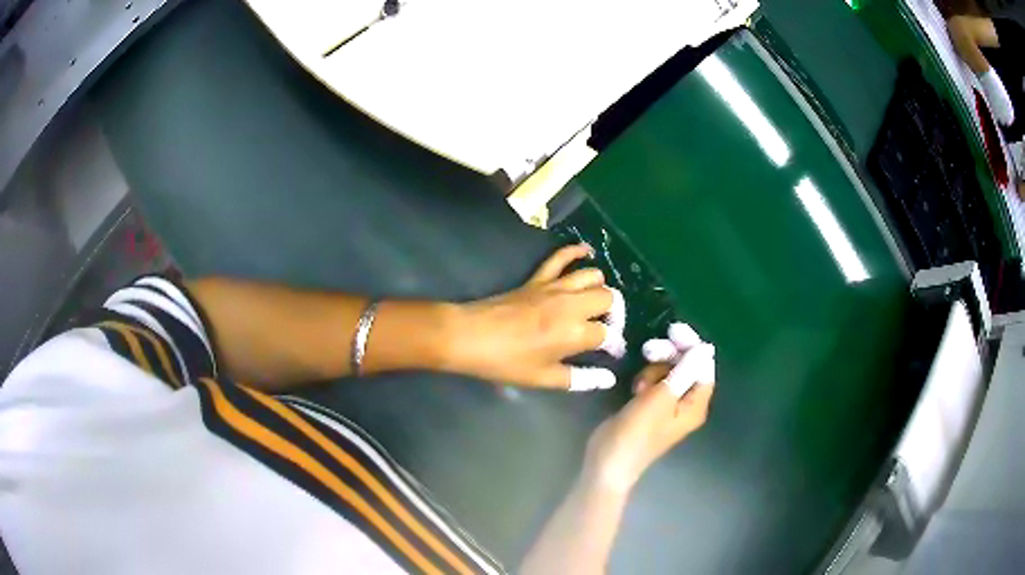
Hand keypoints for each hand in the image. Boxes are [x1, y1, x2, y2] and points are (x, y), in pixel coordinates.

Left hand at [444, 244, 626, 390]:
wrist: (470, 336)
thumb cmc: (506, 362)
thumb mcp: (543, 378)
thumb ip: (580, 379)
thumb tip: (607, 379)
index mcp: (575, 333)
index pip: (608, 334)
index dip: (613, 345)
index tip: (611, 353)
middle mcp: (572, 305)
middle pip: (608, 299)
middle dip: (613, 314)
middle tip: (604, 327)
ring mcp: (555, 287)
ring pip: (593, 276)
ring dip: (600, 287)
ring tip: (596, 303)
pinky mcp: (538, 278)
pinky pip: (560, 257)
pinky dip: (575, 251)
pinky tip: (586, 252)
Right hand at [583, 327, 715, 491]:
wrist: (608, 461)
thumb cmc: (636, 432)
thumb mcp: (660, 398)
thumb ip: (683, 371)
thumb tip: (705, 349)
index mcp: (696, 404)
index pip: (703, 365)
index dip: (691, 345)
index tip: (672, 330)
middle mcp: (686, 403)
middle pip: (686, 365)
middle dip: (669, 356)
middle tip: (649, 350)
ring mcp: (668, 405)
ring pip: (668, 371)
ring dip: (654, 369)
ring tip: (639, 386)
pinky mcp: (650, 406)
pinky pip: (655, 382)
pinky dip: (646, 379)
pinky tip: (635, 388)